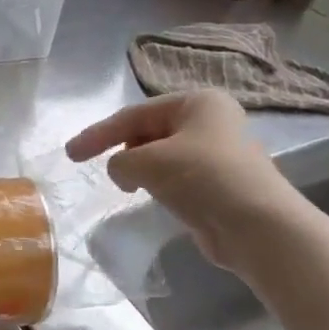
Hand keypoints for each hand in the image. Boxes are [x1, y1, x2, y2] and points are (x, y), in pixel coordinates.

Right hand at [64, 91, 302, 269]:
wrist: (257, 226)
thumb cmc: (202, 178)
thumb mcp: (148, 161)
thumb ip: (120, 161)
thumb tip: (121, 171)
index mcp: (197, 102)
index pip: (134, 114)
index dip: (98, 133)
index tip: (71, 154)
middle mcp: (210, 121)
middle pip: (149, 131)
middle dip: (123, 149)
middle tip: (103, 171)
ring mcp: (217, 153)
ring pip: (162, 155)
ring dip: (141, 169)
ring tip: (129, 186)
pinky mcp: (218, 184)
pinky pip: (176, 177)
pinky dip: (159, 184)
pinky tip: (153, 198)